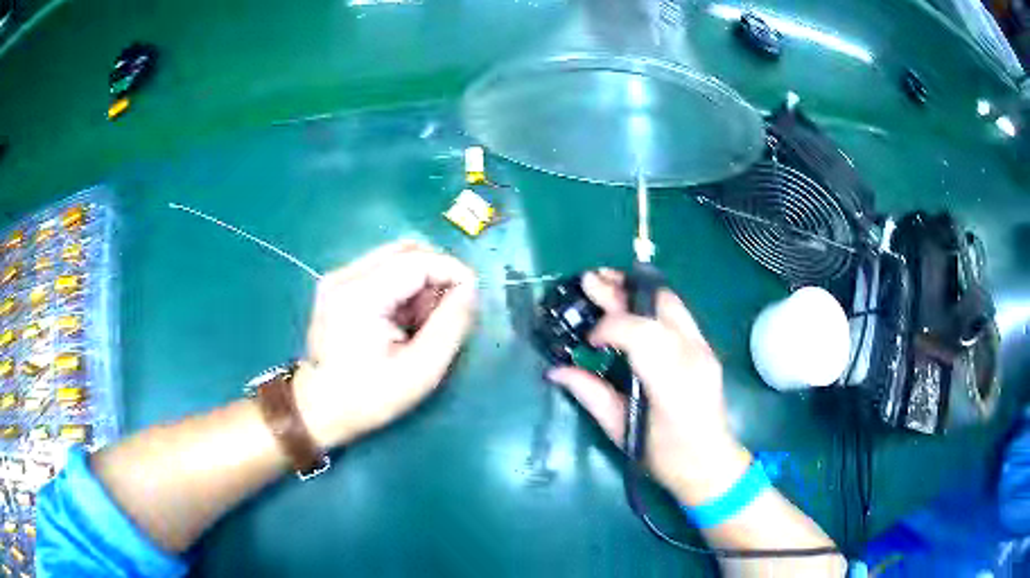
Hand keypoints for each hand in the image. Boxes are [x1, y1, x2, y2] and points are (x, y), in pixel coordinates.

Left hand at [293, 241, 476, 448]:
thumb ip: (450, 326)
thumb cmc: (368, 398)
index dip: (453, 272)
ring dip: (421, 282)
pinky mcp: (337, 284)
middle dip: (437, 276)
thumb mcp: (419, 372)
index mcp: (360, 296)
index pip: (419, 259)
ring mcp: (338, 277)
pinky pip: (383, 269)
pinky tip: (400, 320)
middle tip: (443, 316)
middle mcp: (345, 276)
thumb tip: (470, 289)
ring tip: (419, 323)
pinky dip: (403, 288)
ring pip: (397, 258)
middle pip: (407, 251)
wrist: (317, 408)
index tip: (472, 300)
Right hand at [547, 270, 750, 505]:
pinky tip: (632, 306)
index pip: (641, 333)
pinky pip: (677, 314)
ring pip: (671, 302)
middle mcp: (693, 356)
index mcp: (671, 383)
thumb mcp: (621, 431)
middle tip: (589, 280)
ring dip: (637, 290)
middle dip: (621, 291)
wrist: (709, 464)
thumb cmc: (663, 456)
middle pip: (659, 306)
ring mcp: (704, 349)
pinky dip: (651, 304)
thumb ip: (590, 394)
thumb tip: (555, 369)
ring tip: (607, 283)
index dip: (609, 327)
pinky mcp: (706, 348)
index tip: (588, 342)